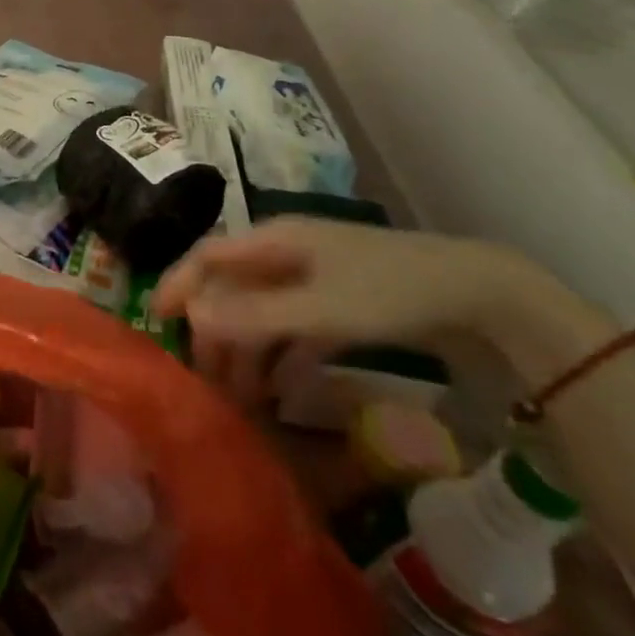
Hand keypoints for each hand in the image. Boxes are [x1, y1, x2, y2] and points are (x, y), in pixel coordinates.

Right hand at [154, 218, 595, 368]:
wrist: (480, 295)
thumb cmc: (390, 292)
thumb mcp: (319, 308)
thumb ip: (254, 315)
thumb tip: (193, 318)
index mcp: (273, 240)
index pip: (207, 257)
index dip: (179, 285)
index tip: (155, 322)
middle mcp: (285, 253)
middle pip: (230, 287)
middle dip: (213, 330)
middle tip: (202, 376)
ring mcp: (312, 277)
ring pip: (259, 310)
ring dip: (245, 349)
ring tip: (238, 395)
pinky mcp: (337, 302)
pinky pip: (291, 326)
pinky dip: (279, 355)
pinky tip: (278, 389)